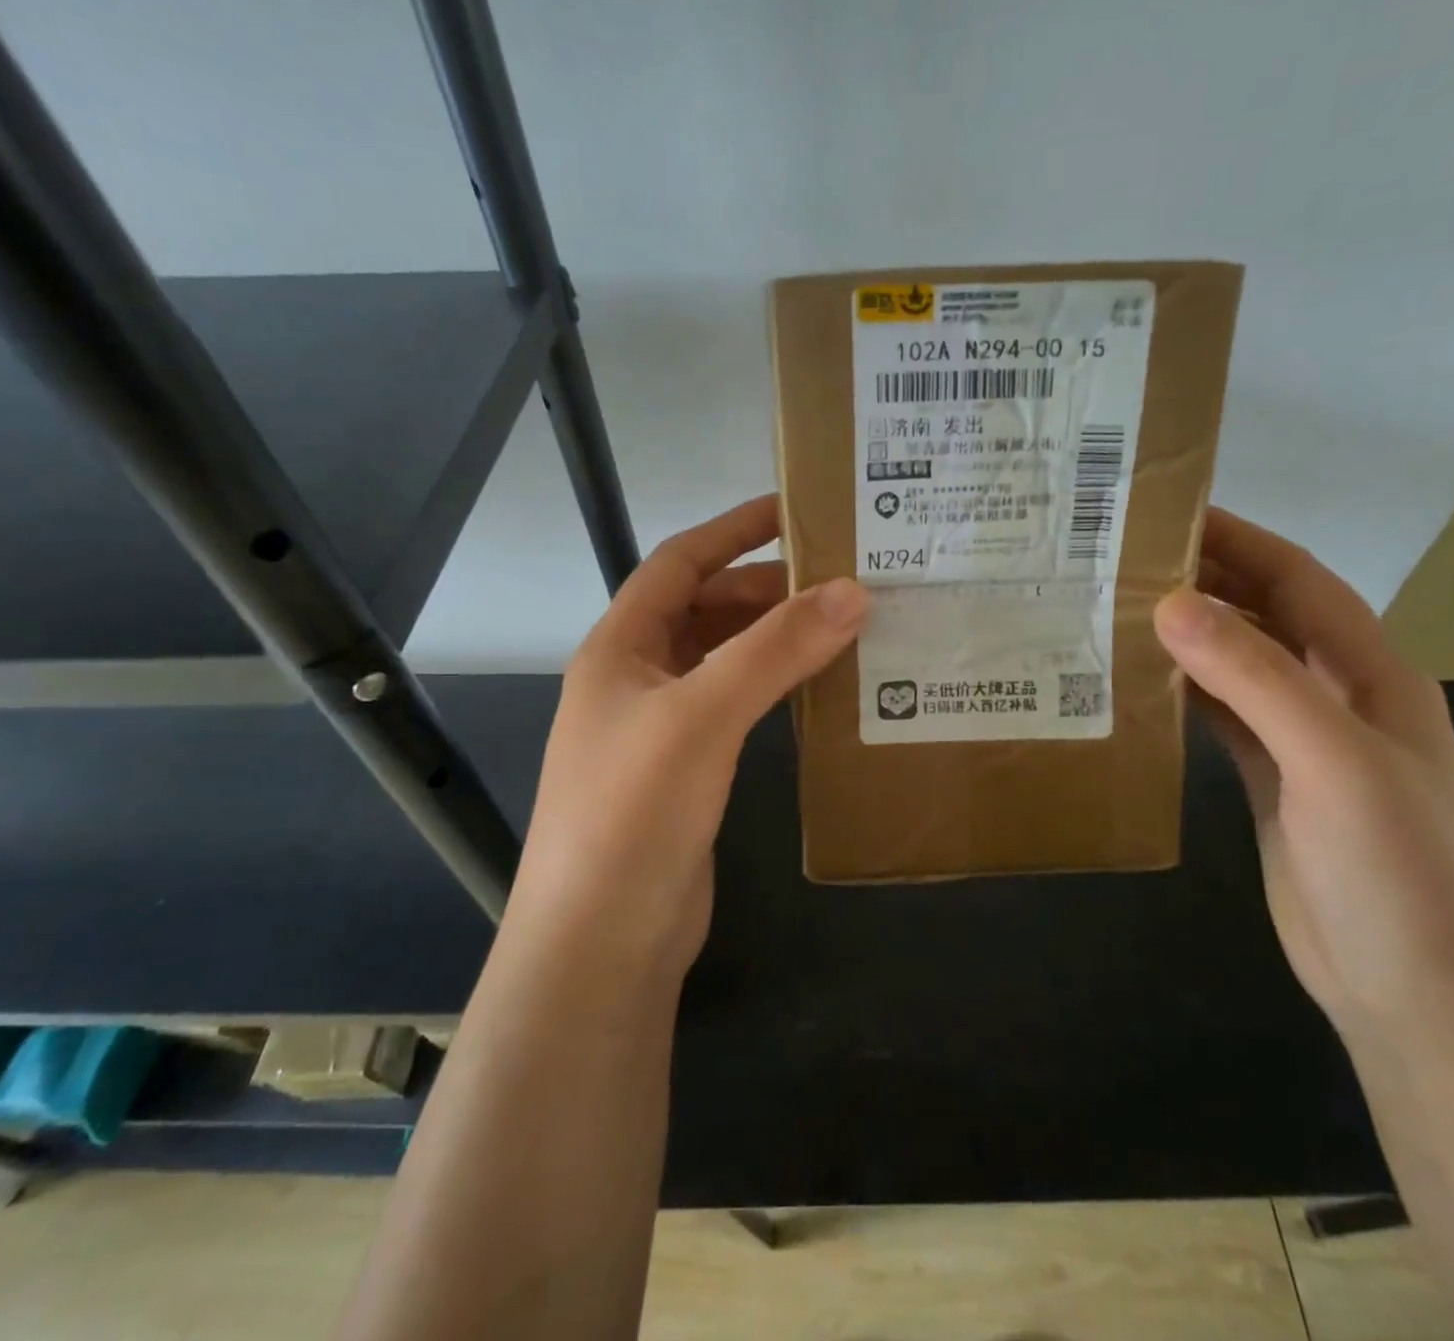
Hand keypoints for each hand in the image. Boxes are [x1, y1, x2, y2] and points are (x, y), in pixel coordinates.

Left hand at [514, 495, 867, 981]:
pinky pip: (736, 707)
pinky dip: (773, 688)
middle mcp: (636, 679)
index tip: (794, 511)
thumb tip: (851, 591)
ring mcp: (661, 728)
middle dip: (766, 590)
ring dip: (774, 640)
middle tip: (840, 581)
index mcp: (620, 647)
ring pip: (724, 660)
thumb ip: (774, 651)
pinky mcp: (687, 771)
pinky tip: (817, 690)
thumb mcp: (702, 716)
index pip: (679, 563)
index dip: (733, 531)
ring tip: (842, 628)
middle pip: (705, 610)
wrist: (601, 942)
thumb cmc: (633, 812)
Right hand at [1153, 509, 1453, 1044]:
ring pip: (1239, 665)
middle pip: (1266, 615)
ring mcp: (1304, 742)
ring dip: (1189, 635)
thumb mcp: (1331, 762)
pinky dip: (1184, 691)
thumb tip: (1170, 603)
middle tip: (1124, 558)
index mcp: (1370, 674)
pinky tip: (1138, 683)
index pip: (1299, 581)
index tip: (1169, 512)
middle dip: (1206, 579)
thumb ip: (1254, 678)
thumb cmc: (1394, 871)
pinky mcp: (1272, 781)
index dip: (1240, 539)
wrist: (1416, 994)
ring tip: (1117, 610)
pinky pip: (1222, 717)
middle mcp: (1338, 696)